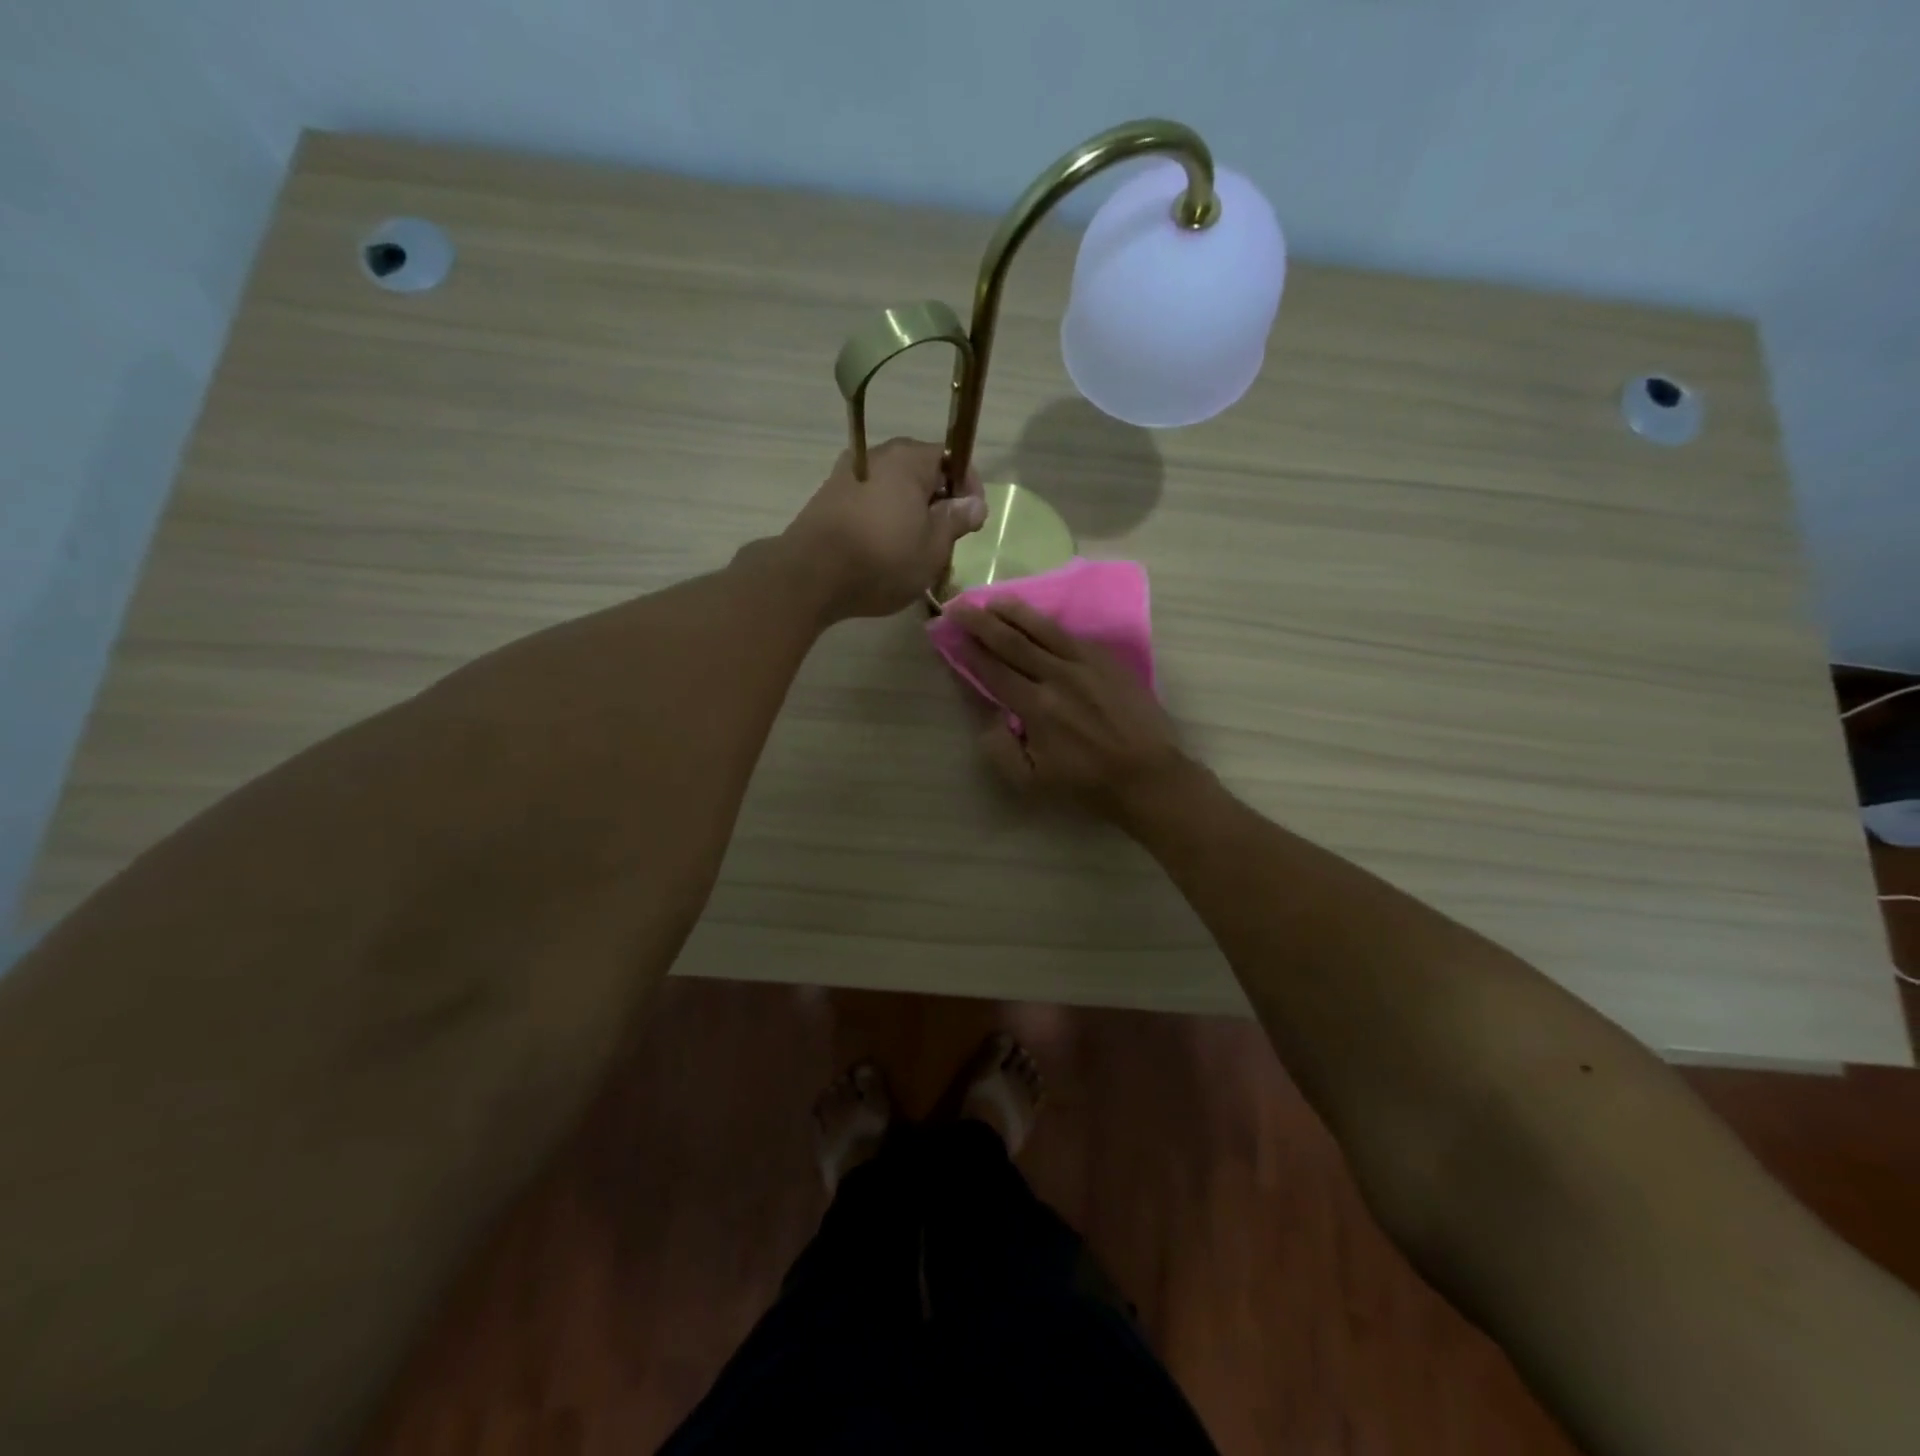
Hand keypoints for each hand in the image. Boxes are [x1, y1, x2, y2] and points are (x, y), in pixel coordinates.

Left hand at [780, 438, 985, 620]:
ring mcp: (848, 474)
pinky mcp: (828, 498)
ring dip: (909, 512)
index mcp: (908, 459)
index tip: (972, 522)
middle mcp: (877, 455)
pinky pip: (869, 502)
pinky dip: (883, 519)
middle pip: (920, 472)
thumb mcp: (933, 547)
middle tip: (945, 540)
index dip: (968, 488)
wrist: (810, 575)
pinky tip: (883, 550)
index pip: (951, 458)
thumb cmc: (882, 559)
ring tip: (914, 550)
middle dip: (937, 502)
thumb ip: (955, 520)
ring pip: (893, 488)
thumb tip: (973, 502)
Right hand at [948, 598, 1191, 816]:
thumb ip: (1000, 749)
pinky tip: (1038, 619)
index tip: (952, 633)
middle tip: (961, 604)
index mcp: (1036, 707)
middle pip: (1013, 642)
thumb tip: (987, 719)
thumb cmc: (1086, 784)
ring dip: (1016, 613)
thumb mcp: (1031, 781)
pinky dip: (1050, 625)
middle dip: (982, 622)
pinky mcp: (1109, 661)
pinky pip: (1073, 636)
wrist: (1147, 776)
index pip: (994, 670)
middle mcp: (1058, 677)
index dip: (970, 650)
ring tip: (995, 600)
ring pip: (1044, 630)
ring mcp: (1087, 664)